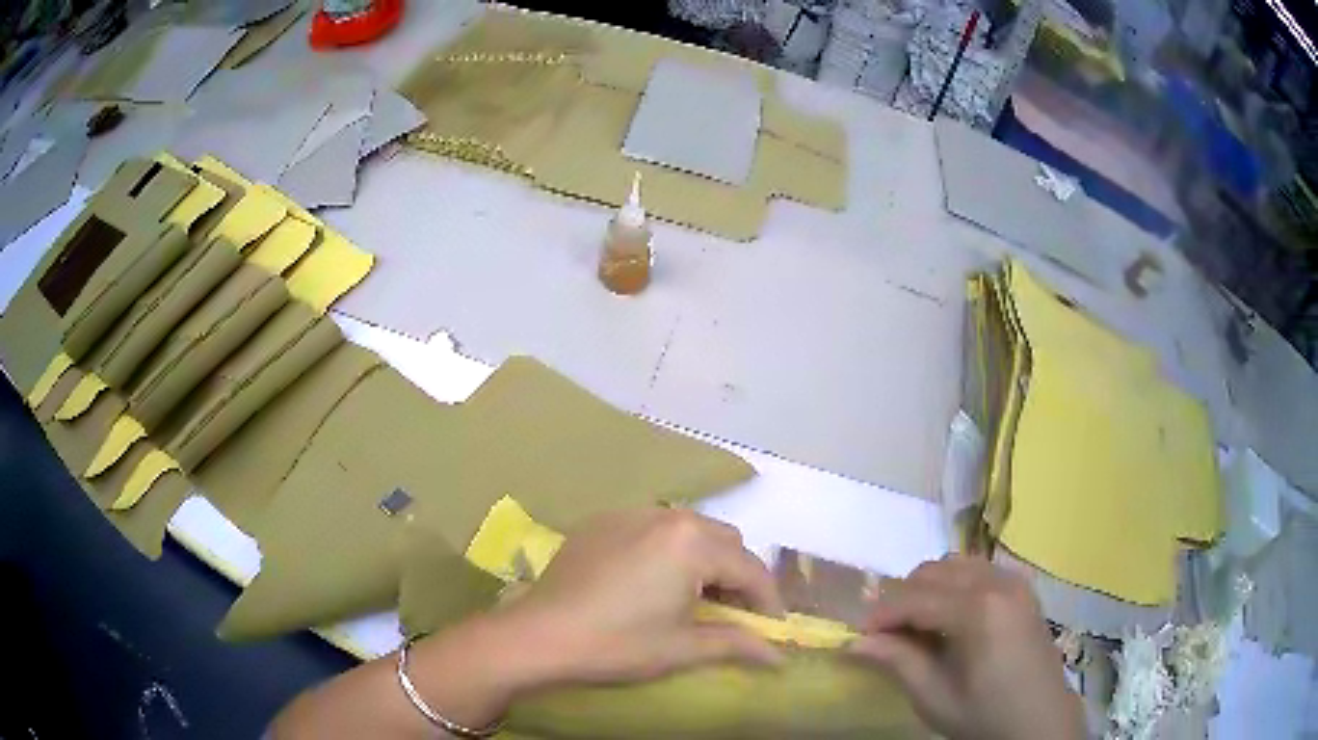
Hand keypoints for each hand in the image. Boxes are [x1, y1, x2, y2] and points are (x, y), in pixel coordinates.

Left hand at [493, 507, 784, 684]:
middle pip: (725, 541)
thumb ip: (737, 644)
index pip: (750, 568)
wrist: (539, 635)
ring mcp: (630, 513)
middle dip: (737, 575)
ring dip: (704, 559)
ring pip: (690, 529)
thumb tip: (780, 657)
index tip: (771, 628)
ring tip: (691, 597)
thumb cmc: (617, 644)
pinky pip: (652, 528)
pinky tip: (649, 582)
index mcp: (692, 543)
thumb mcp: (682, 648)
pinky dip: (667, 550)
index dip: (768, 601)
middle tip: (730, 614)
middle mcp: (667, 516)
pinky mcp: (602, 521)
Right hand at [850, 556, 1083, 739]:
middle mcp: (998, 582)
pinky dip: (955, 586)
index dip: (881, 615)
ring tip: (918, 627)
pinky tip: (952, 619)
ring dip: (929, 589)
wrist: (1040, 719)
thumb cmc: (985, 714)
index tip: (859, 636)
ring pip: (956, 565)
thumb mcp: (935, 697)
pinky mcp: (1023, 588)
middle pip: (933, 571)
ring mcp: (1015, 581)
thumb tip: (855, 642)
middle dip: (903, 598)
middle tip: (888, 634)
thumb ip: (898, 662)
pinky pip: (979, 571)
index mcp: (978, 609)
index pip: (914, 598)